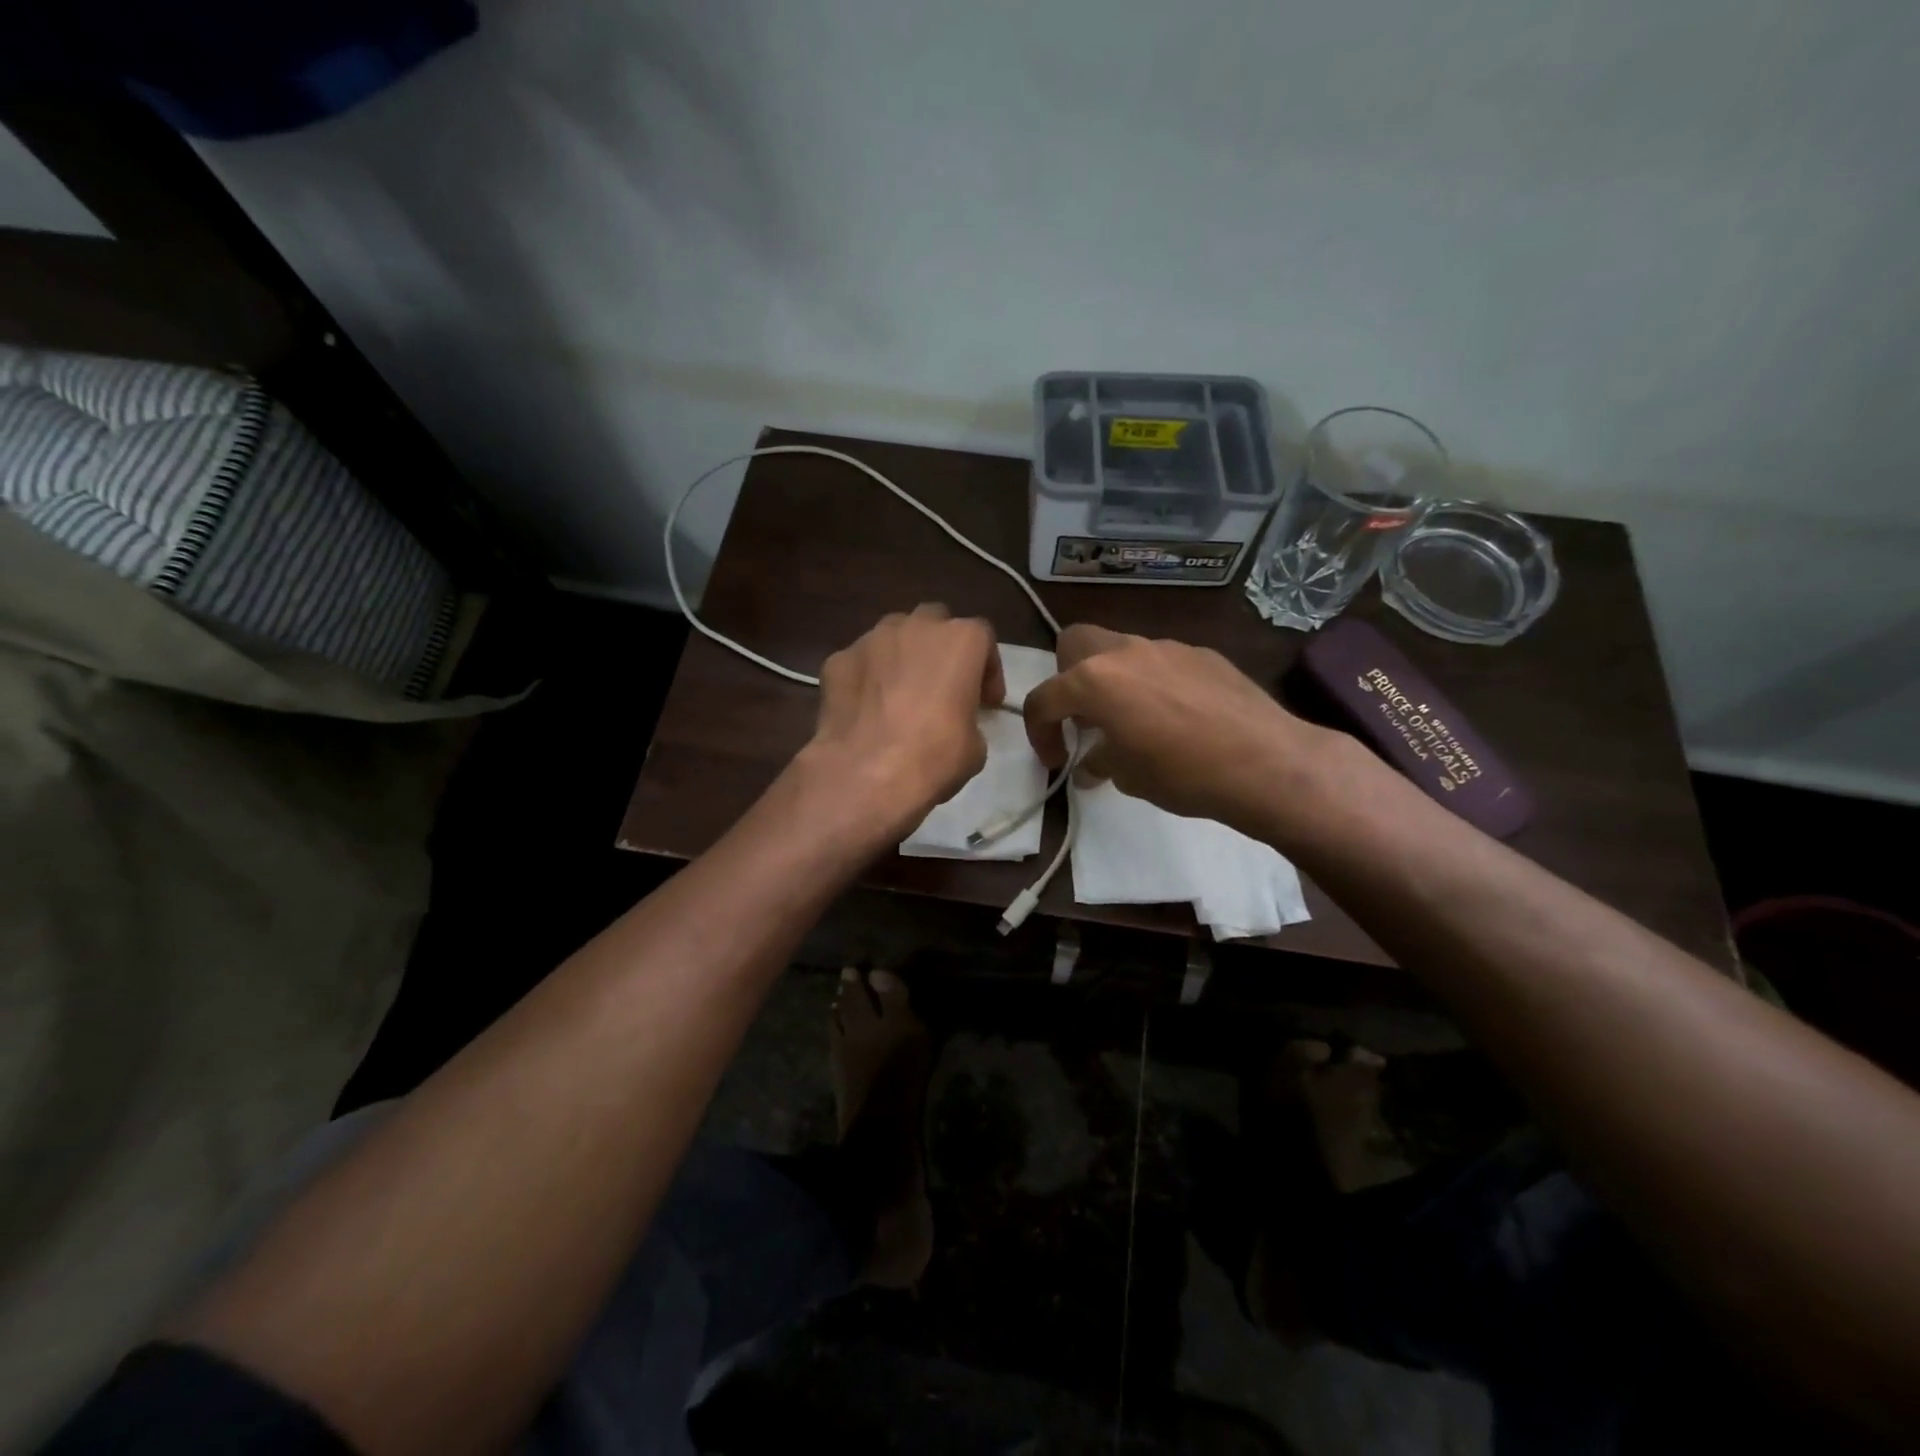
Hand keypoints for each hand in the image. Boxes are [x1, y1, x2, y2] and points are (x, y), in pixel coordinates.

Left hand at [802, 603, 1004, 831]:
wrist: (866, 773)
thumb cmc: (933, 756)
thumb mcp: (974, 746)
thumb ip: (968, 718)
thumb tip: (955, 723)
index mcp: (960, 640)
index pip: (982, 638)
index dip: (987, 670)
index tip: (985, 701)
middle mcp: (915, 627)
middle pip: (935, 622)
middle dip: (940, 648)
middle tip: (941, 686)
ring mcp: (871, 639)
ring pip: (893, 635)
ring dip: (902, 656)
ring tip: (900, 693)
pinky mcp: (837, 659)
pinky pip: (859, 662)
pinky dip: (866, 678)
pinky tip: (865, 709)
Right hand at [1023, 624, 1332, 828]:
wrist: (1266, 762)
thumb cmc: (1183, 773)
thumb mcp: (1128, 776)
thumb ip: (1099, 762)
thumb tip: (1090, 766)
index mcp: (1095, 681)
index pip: (1045, 698)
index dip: (1040, 732)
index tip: (1057, 760)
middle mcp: (1125, 652)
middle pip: (1074, 643)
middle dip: (1067, 677)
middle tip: (1085, 718)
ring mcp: (1167, 647)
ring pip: (1121, 649)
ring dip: (1114, 680)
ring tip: (1134, 720)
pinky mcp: (1202, 653)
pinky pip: (1162, 661)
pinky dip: (1154, 682)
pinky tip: (1178, 717)